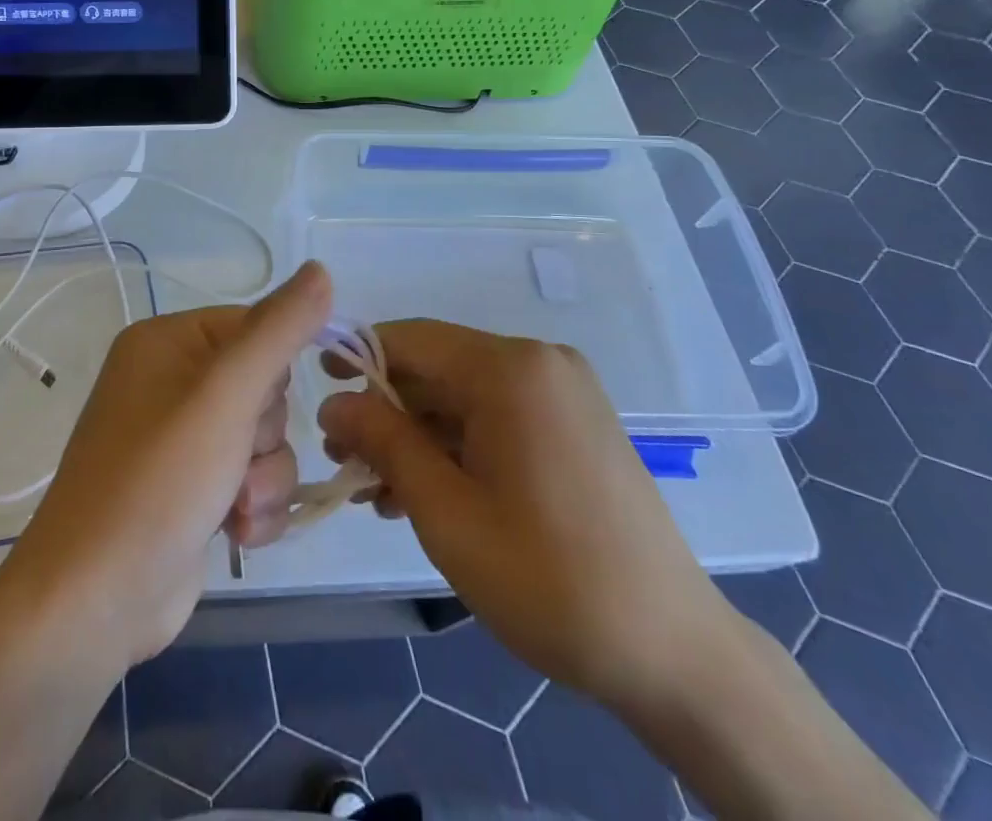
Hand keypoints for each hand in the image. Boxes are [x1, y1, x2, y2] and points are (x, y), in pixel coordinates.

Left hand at [0, 261, 330, 669]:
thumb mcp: (226, 394)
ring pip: (265, 439)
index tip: (258, 407)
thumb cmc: (158, 481)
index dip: (273, 371)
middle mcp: (171, 382)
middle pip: (264, 386)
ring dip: (264, 479)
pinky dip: (254, 508)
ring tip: (236, 510)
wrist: (95, 602)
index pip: (254, 327)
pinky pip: (252, 479)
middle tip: (237, 463)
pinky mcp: (193, 489)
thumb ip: (279, 330)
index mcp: (167, 342)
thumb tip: (321, 269)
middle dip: (265, 436)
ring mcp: (181, 439)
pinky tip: (235, 535)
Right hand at [318, 321, 727, 712]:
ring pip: (464, 396)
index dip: (358, 357)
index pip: (410, 339)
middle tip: (346, 464)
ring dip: (418, 437)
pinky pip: (497, 417)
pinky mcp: (575, 423)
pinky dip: (458, 447)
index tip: (318, 392)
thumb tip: (333, 403)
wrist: (673, 652)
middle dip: (386, 412)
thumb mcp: (446, 512)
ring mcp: (563, 392)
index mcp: (510, 369)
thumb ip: (384, 442)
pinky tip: (428, 494)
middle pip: (437, 369)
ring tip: (380, 493)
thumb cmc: (548, 578)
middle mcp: (538, 362)